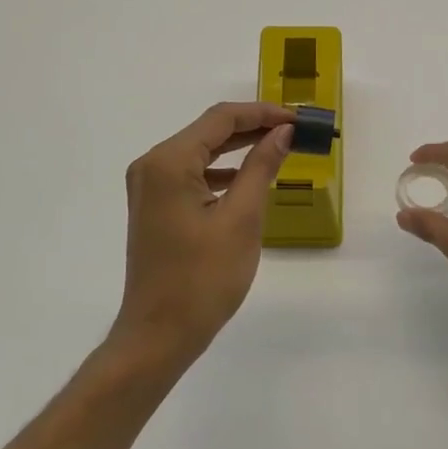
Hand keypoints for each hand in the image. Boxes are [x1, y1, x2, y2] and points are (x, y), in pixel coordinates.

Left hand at [114, 102, 294, 362]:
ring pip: (200, 151)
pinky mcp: (154, 205)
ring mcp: (149, 186)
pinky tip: (247, 177)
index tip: (298, 119)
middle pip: (209, 131)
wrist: (159, 335)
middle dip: (253, 127)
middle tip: (295, 131)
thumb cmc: (203, 278)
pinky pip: (191, 173)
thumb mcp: (242, 219)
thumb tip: (283, 132)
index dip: (262, 113)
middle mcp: (152, 165)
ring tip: (279, 147)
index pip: (221, 119)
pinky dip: (221, 170)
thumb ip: (262, 167)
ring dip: (238, 147)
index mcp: (169, 162)